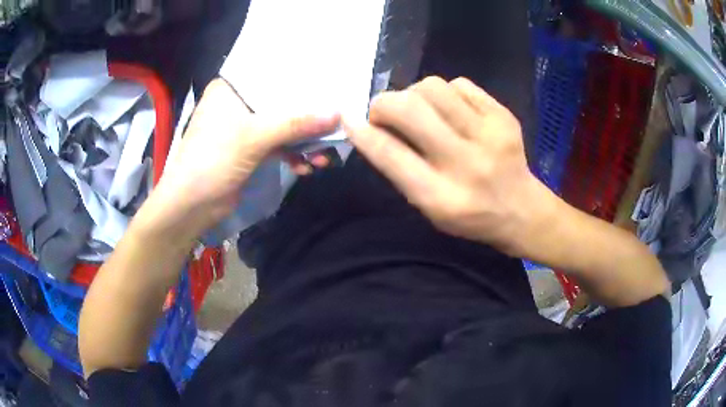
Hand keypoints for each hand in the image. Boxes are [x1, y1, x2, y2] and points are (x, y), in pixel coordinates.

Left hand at [154, 79, 339, 235]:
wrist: (191, 206)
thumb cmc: (213, 160)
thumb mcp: (254, 137)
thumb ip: (295, 123)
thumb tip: (337, 113)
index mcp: (230, 88)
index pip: (270, 74)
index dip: (299, 77)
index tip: (329, 80)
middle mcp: (236, 103)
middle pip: (279, 101)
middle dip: (306, 116)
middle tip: (334, 120)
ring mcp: (242, 128)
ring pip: (281, 125)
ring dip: (302, 140)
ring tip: (324, 155)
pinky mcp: (247, 150)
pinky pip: (276, 145)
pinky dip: (291, 154)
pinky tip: (306, 166)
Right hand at [346, 77, 555, 255]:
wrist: (521, 209)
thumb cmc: (469, 215)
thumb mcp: (429, 208)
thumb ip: (400, 170)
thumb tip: (371, 129)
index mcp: (441, 196)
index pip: (390, 155)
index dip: (363, 132)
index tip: (349, 118)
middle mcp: (466, 162)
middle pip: (409, 109)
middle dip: (384, 104)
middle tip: (384, 112)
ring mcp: (490, 134)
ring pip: (432, 87)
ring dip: (414, 94)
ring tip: (421, 111)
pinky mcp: (504, 115)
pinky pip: (459, 84)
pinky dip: (445, 93)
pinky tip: (451, 110)